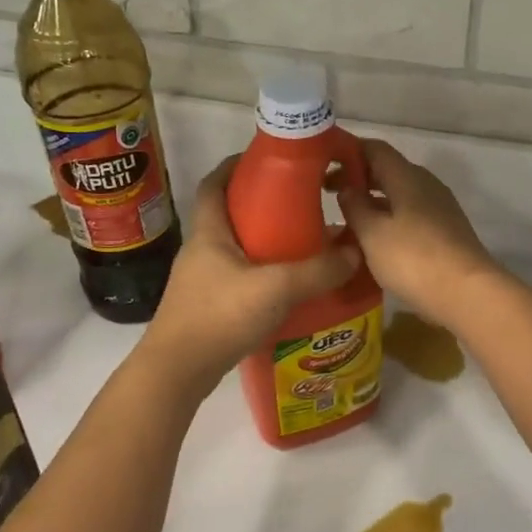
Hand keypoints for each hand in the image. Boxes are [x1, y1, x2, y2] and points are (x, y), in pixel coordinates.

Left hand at [138, 156, 359, 391]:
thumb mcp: (275, 288)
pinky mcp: (209, 304)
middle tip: (300, 203)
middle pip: (230, 213)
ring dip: (265, 240)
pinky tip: (288, 285)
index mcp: (209, 231)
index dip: (237, 165)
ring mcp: (202, 279)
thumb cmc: (218, 316)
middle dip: (262, 204)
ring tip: (302, 242)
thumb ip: (317, 270)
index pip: (215, 182)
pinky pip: (239, 275)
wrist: (177, 372)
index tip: (268, 159)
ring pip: (237, 247)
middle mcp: (202, 249)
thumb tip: (354, 252)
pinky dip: (262, 272)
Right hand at [335, 139, 505, 331]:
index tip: (323, 162)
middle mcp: (426, 185)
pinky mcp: (446, 232)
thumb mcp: (373, 233)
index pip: (375, 149)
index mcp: (407, 177)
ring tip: (345, 219)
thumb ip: (355, 207)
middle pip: (388, 171)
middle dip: (357, 179)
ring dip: (373, 202)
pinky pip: (410, 216)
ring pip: (399, 195)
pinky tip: (373, 240)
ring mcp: (440, 209)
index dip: (348, 151)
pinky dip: (389, 220)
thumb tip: (347, 188)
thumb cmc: (413, 258)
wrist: (467, 293)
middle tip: (326, 192)